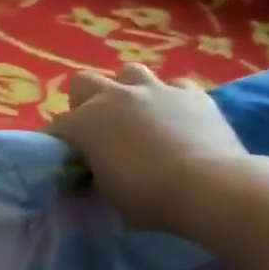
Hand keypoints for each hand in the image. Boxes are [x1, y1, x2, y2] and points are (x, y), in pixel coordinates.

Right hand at [47, 64, 255, 235]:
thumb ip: (92, 179)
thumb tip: (88, 177)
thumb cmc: (148, 197)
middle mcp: (114, 97)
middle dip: (84, 102)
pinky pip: (175, 87)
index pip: (58, 127)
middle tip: (95, 128)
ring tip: (135, 113)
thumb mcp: (107, 196)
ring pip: (129, 72)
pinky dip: (171, 99)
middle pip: (83, 83)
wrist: (211, 187)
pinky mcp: (192, 94)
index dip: (59, 142)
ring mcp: (155, 90)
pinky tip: (176, 117)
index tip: (67, 160)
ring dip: (126, 89)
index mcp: (85, 122)